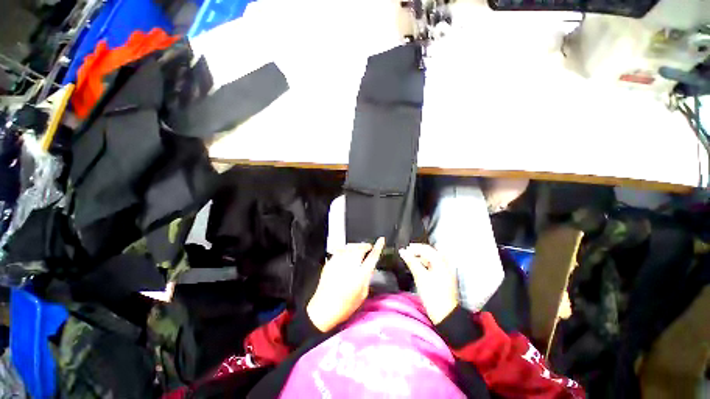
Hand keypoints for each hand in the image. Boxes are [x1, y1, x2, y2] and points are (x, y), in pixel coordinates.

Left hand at [307, 238, 384, 331]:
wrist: (323, 308)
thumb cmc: (345, 305)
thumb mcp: (362, 294)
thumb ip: (367, 278)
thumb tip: (369, 268)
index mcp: (360, 274)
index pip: (372, 256)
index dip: (378, 247)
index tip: (381, 240)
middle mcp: (350, 265)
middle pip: (360, 248)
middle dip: (366, 246)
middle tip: (368, 248)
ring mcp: (338, 262)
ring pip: (350, 247)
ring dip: (356, 246)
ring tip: (358, 250)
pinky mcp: (330, 262)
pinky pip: (340, 250)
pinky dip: (345, 250)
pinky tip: (346, 254)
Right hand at [399, 244, 458, 323]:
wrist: (445, 315)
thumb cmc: (434, 296)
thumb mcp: (420, 277)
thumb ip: (411, 262)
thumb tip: (403, 252)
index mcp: (441, 262)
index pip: (427, 248)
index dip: (414, 247)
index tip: (405, 249)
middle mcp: (446, 264)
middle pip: (431, 252)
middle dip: (418, 251)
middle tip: (407, 253)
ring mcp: (446, 271)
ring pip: (433, 258)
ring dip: (422, 257)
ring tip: (412, 259)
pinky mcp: (444, 278)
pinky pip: (434, 265)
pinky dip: (426, 263)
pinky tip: (420, 266)